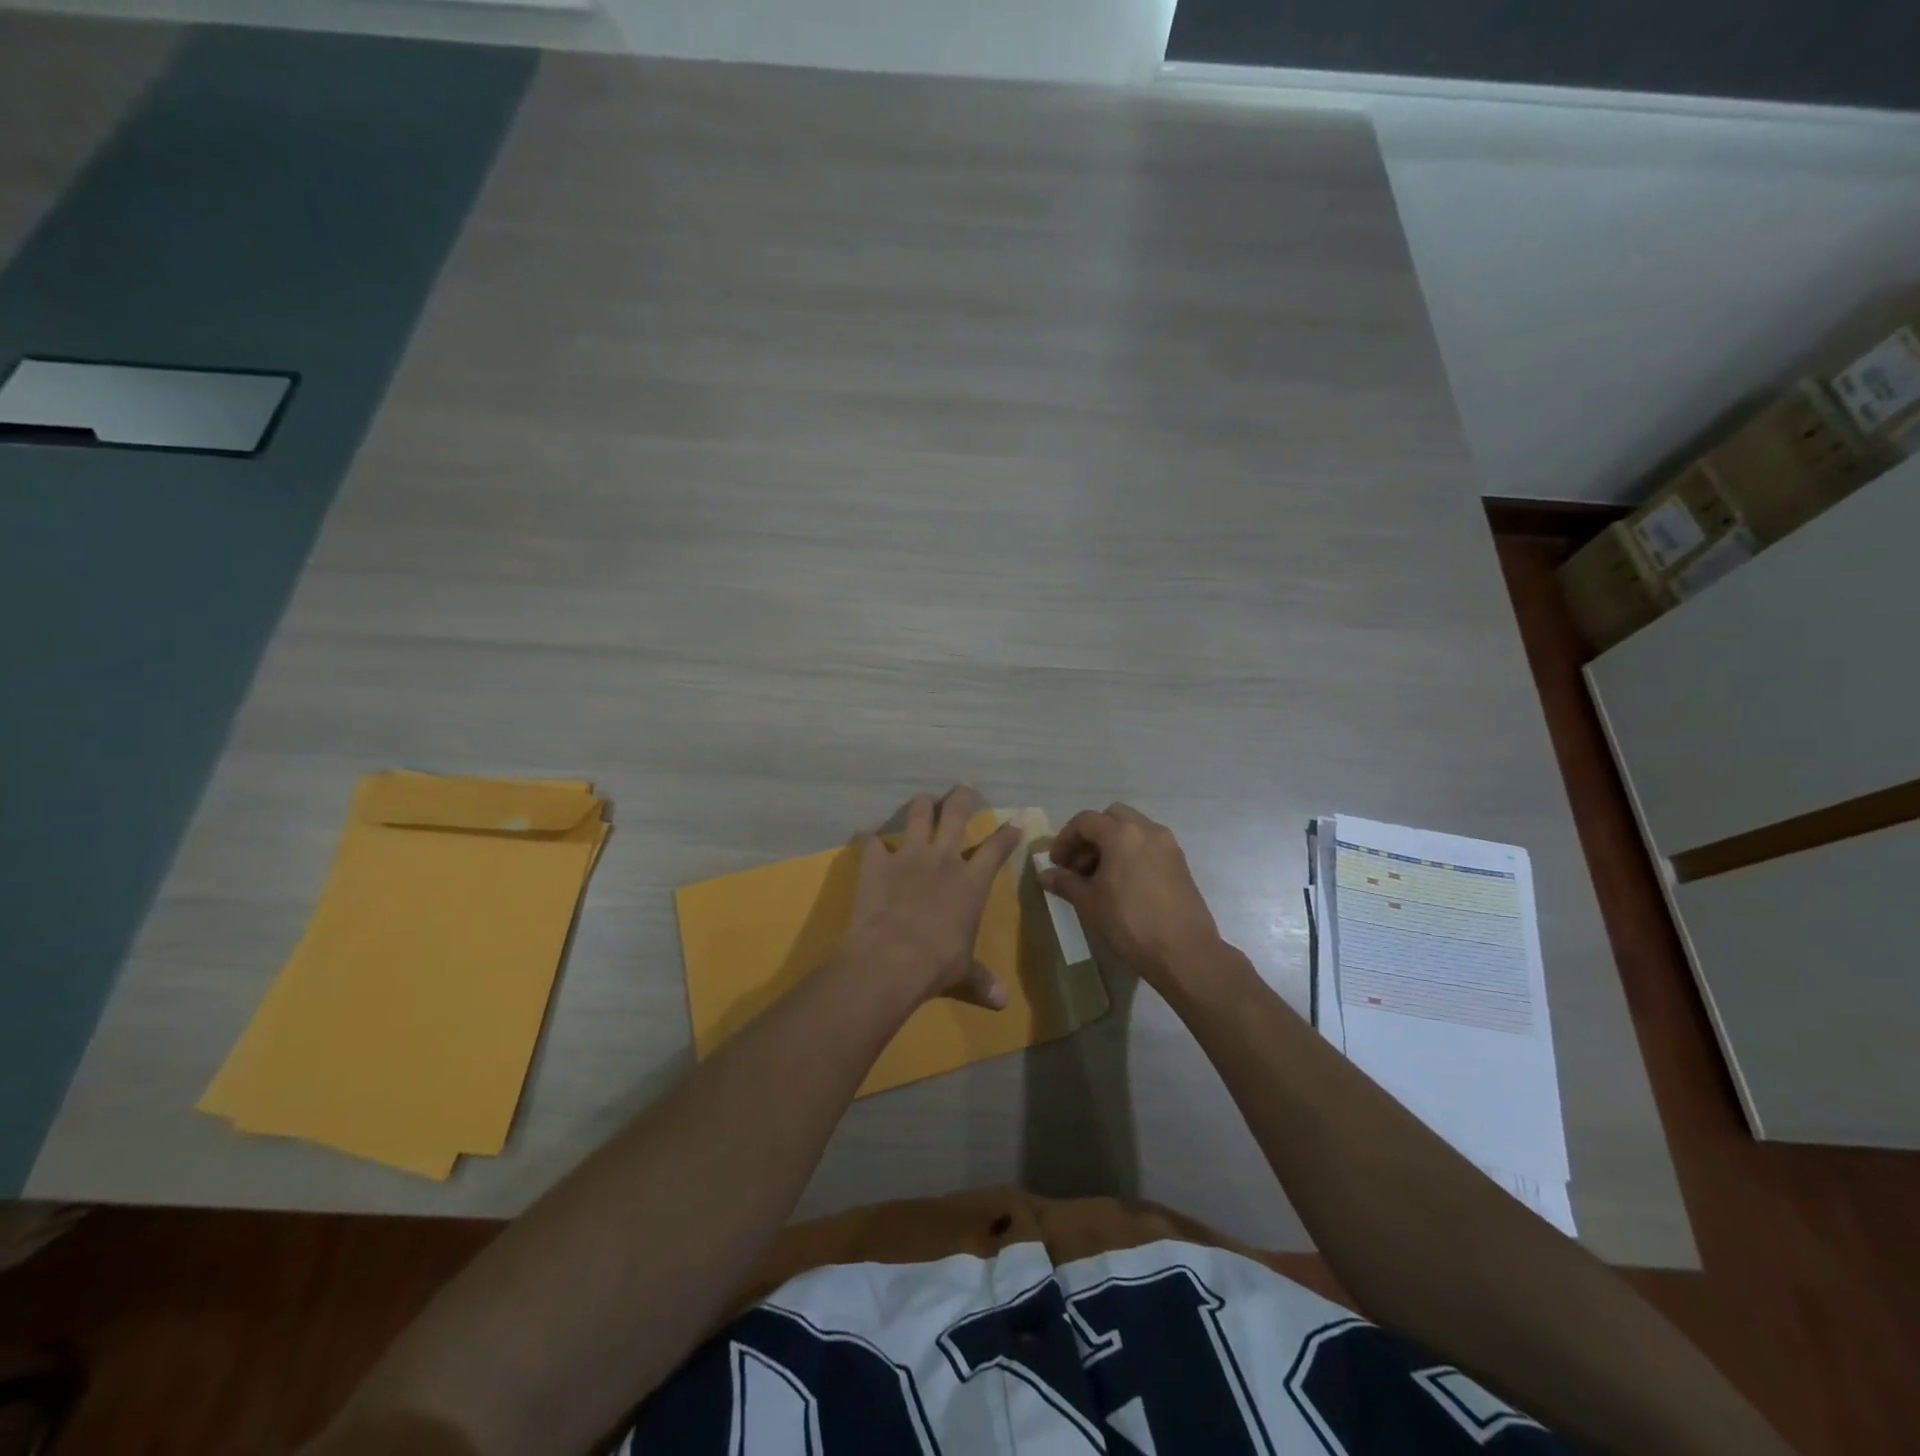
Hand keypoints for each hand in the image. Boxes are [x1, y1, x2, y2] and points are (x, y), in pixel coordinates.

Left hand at [838, 787, 1023, 1011]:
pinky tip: (869, 840)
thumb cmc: (936, 965)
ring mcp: (909, 855)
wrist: (890, 960)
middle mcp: (944, 859)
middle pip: (956, 813)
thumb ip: (981, 980)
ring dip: (921, 805)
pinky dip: (870, 840)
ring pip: (918, 813)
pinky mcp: (877, 861)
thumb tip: (1002, 1004)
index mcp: (972, 882)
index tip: (1014, 822)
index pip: (996, 848)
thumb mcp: (963, 974)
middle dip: (962, 797)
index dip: (1007, 834)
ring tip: (923, 800)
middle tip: (964, 788)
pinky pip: (871, 840)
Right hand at [1041, 803, 1222, 991]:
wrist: (1184, 951)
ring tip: (1100, 877)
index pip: (1085, 821)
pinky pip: (1149, 844)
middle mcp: (1147, 829)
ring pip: (1133, 829)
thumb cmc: (1130, 922)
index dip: (1065, 839)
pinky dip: (1132, 852)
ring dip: (1112, 843)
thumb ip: (1065, 882)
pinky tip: (1123, 883)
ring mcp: (1167, 844)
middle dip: (1091, 835)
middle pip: (1111, 817)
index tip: (1056, 863)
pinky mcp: (1180, 862)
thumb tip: (1044, 875)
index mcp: (1121, 833)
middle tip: (1079, 864)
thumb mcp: (1090, 903)